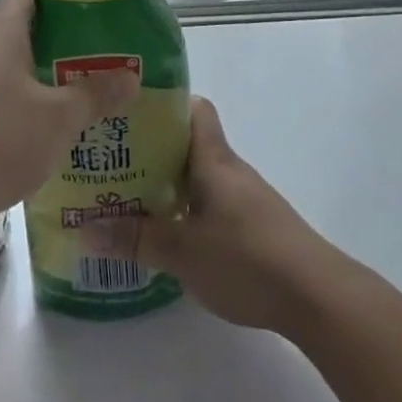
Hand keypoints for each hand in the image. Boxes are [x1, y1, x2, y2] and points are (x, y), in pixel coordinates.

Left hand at [0, 0, 138, 223]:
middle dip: (60, 29)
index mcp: (2, 33)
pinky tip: (49, 125)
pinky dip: (27, 100)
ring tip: (84, 81)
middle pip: (22, 25)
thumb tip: (131, 78)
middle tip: (101, 38)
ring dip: (44, 69)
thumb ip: (94, 96)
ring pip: (11, 64)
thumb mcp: (57, 119)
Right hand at [93, 97, 341, 335]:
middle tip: (110, 163)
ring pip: (199, 178)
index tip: (129, 113)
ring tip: (127, 199)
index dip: (164, 104)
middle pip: (189, 145)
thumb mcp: (182, 251)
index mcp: (214, 160)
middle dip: (151, 150)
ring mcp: (245, 199)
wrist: (318, 296)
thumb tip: (84, 229)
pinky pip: (211, 205)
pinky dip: (186, 211)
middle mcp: (230, 171)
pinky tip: (166, 236)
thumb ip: (135, 238)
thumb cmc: (247, 259)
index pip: (194, 109)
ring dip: (167, 185)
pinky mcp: (254, 227)